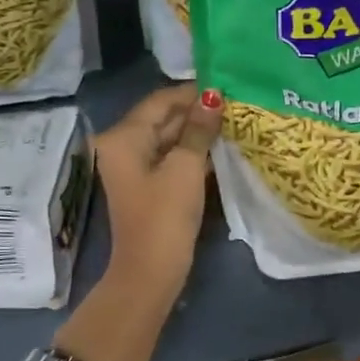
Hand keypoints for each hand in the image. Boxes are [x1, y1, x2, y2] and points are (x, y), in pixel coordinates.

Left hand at [95, 84, 222, 304]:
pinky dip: (192, 153)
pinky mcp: (147, 185)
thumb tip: (214, 96)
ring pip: (169, 139)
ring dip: (198, 133)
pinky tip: (222, 149)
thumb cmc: (165, 216)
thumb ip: (199, 129)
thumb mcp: (185, 168)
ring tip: (235, 123)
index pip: (160, 101)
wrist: (150, 273)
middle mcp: (122, 146)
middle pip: (163, 118)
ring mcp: (134, 167)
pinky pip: (170, 158)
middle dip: (198, 113)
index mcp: (123, 137)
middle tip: (237, 105)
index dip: (193, 93)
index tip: (228, 87)